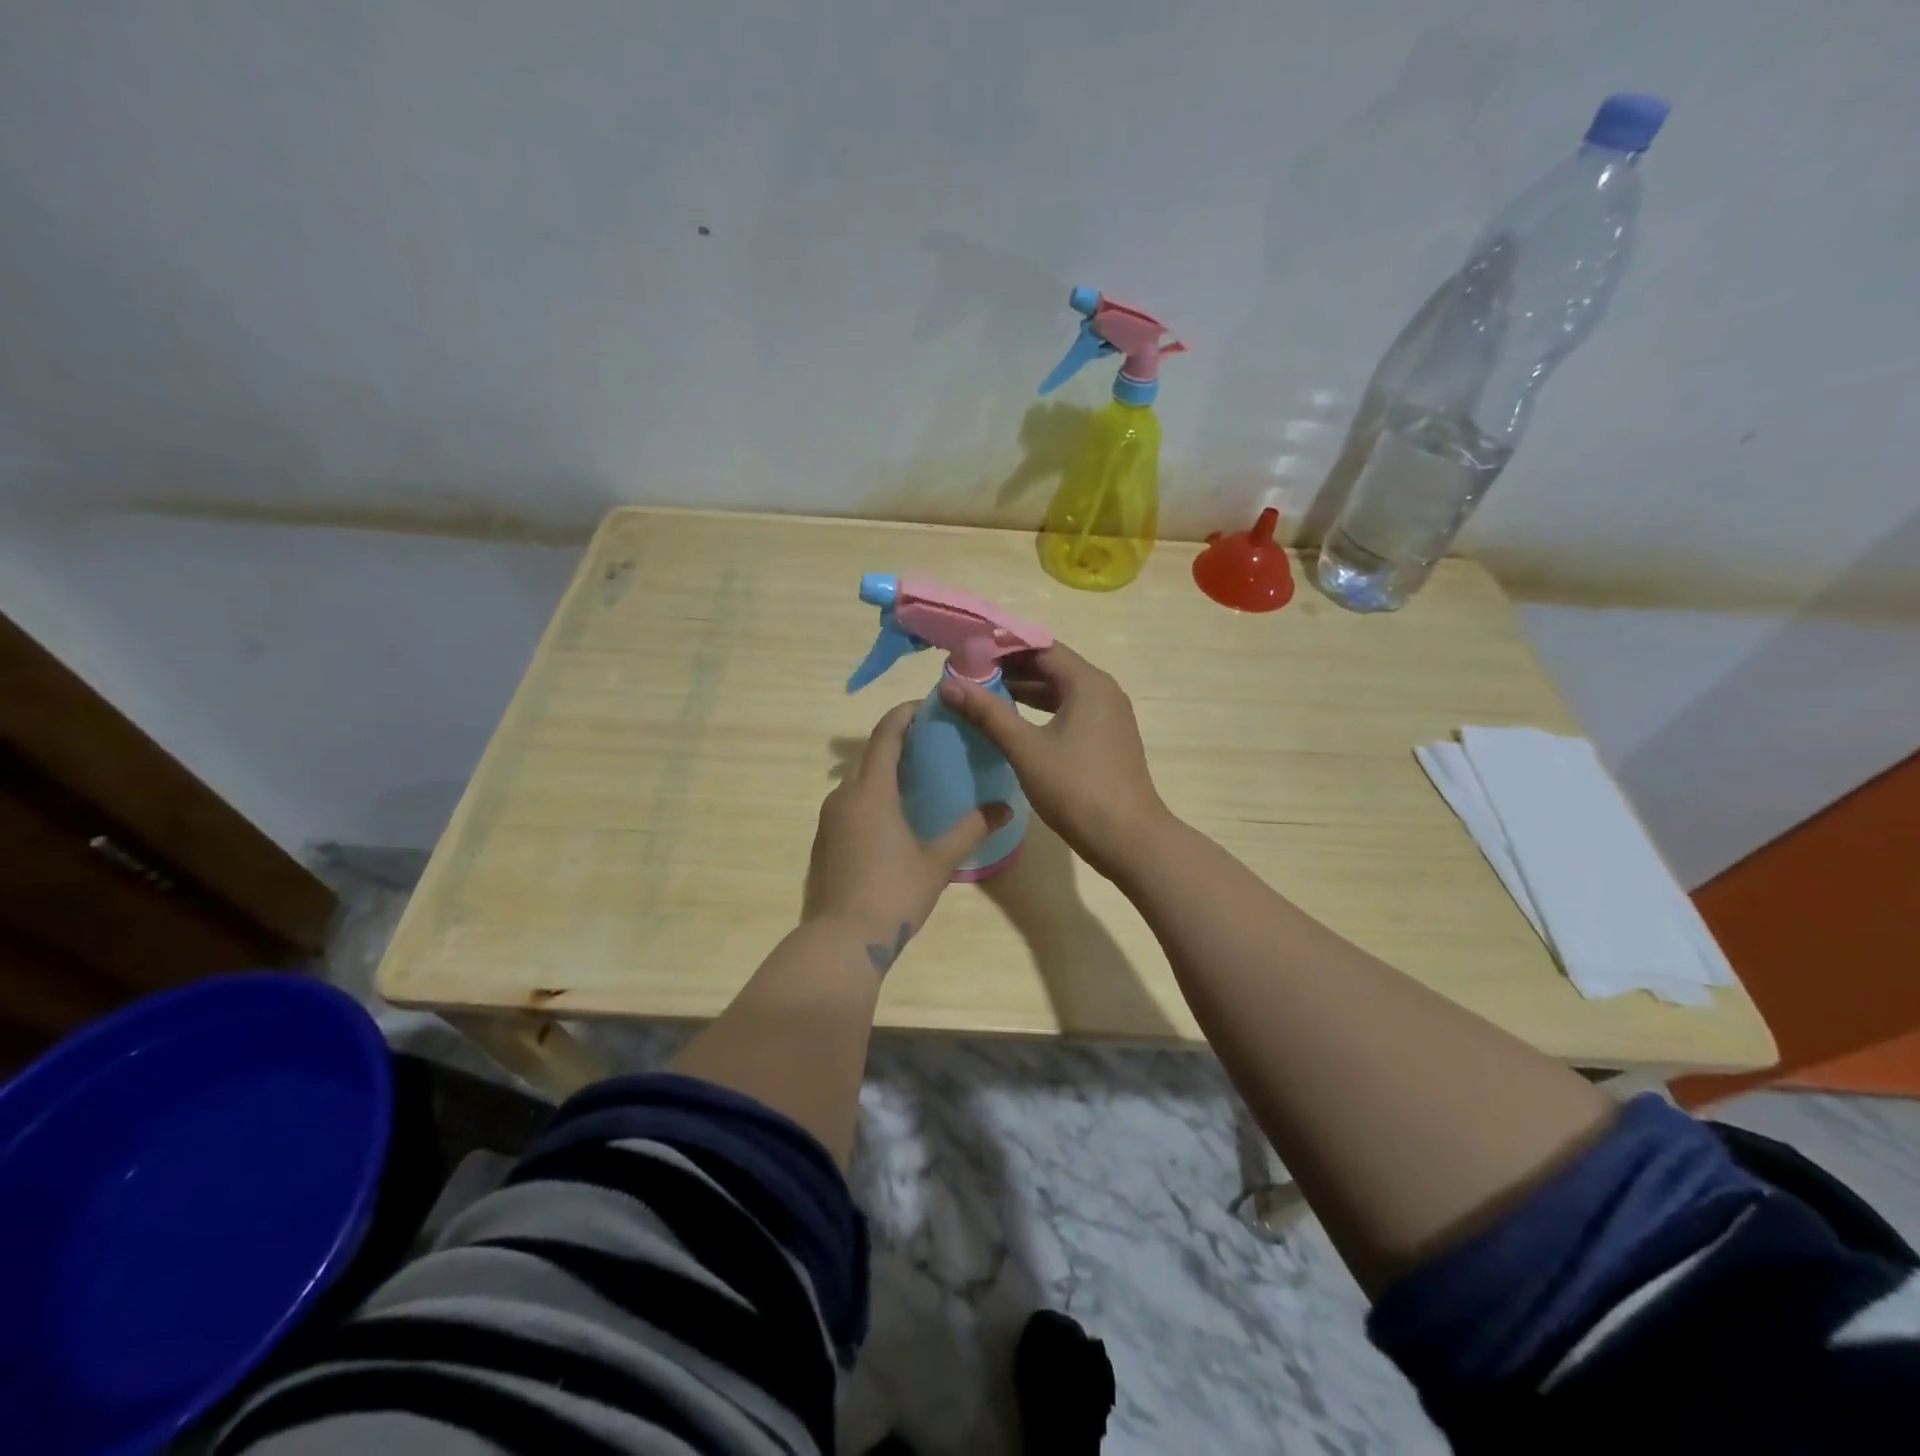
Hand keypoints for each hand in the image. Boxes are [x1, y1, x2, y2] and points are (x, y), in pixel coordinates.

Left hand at [803, 702, 1011, 972]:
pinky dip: (872, 795)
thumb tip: (1006, 808)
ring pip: (858, 780)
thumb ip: (971, 829)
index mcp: (871, 791)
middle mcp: (844, 796)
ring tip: (918, 777)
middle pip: (871, 754)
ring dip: (884, 770)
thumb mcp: (938, 861)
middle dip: (898, 741)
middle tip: (933, 742)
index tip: (930, 706)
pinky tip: (894, 815)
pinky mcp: (825, 840)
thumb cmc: (893, 893)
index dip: (906, 714)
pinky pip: (850, 802)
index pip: (886, 734)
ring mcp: (830, 819)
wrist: (840, 940)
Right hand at [938, 643, 1170, 879]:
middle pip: (1051, 666)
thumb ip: (988, 713)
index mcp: (1087, 683)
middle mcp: (1102, 691)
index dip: (1001, 648)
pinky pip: (1068, 711)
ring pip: (1059, 691)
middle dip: (1010, 669)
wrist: (1128, 839)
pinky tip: (1013, 725)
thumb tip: (950, 685)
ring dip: (1024, 691)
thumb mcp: (1026, 749)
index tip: (967, 654)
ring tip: (982, 697)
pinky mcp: (1106, 739)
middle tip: (968, 676)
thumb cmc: (1077, 789)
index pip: (1039, 647)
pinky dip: (1040, 711)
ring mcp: (1107, 716)